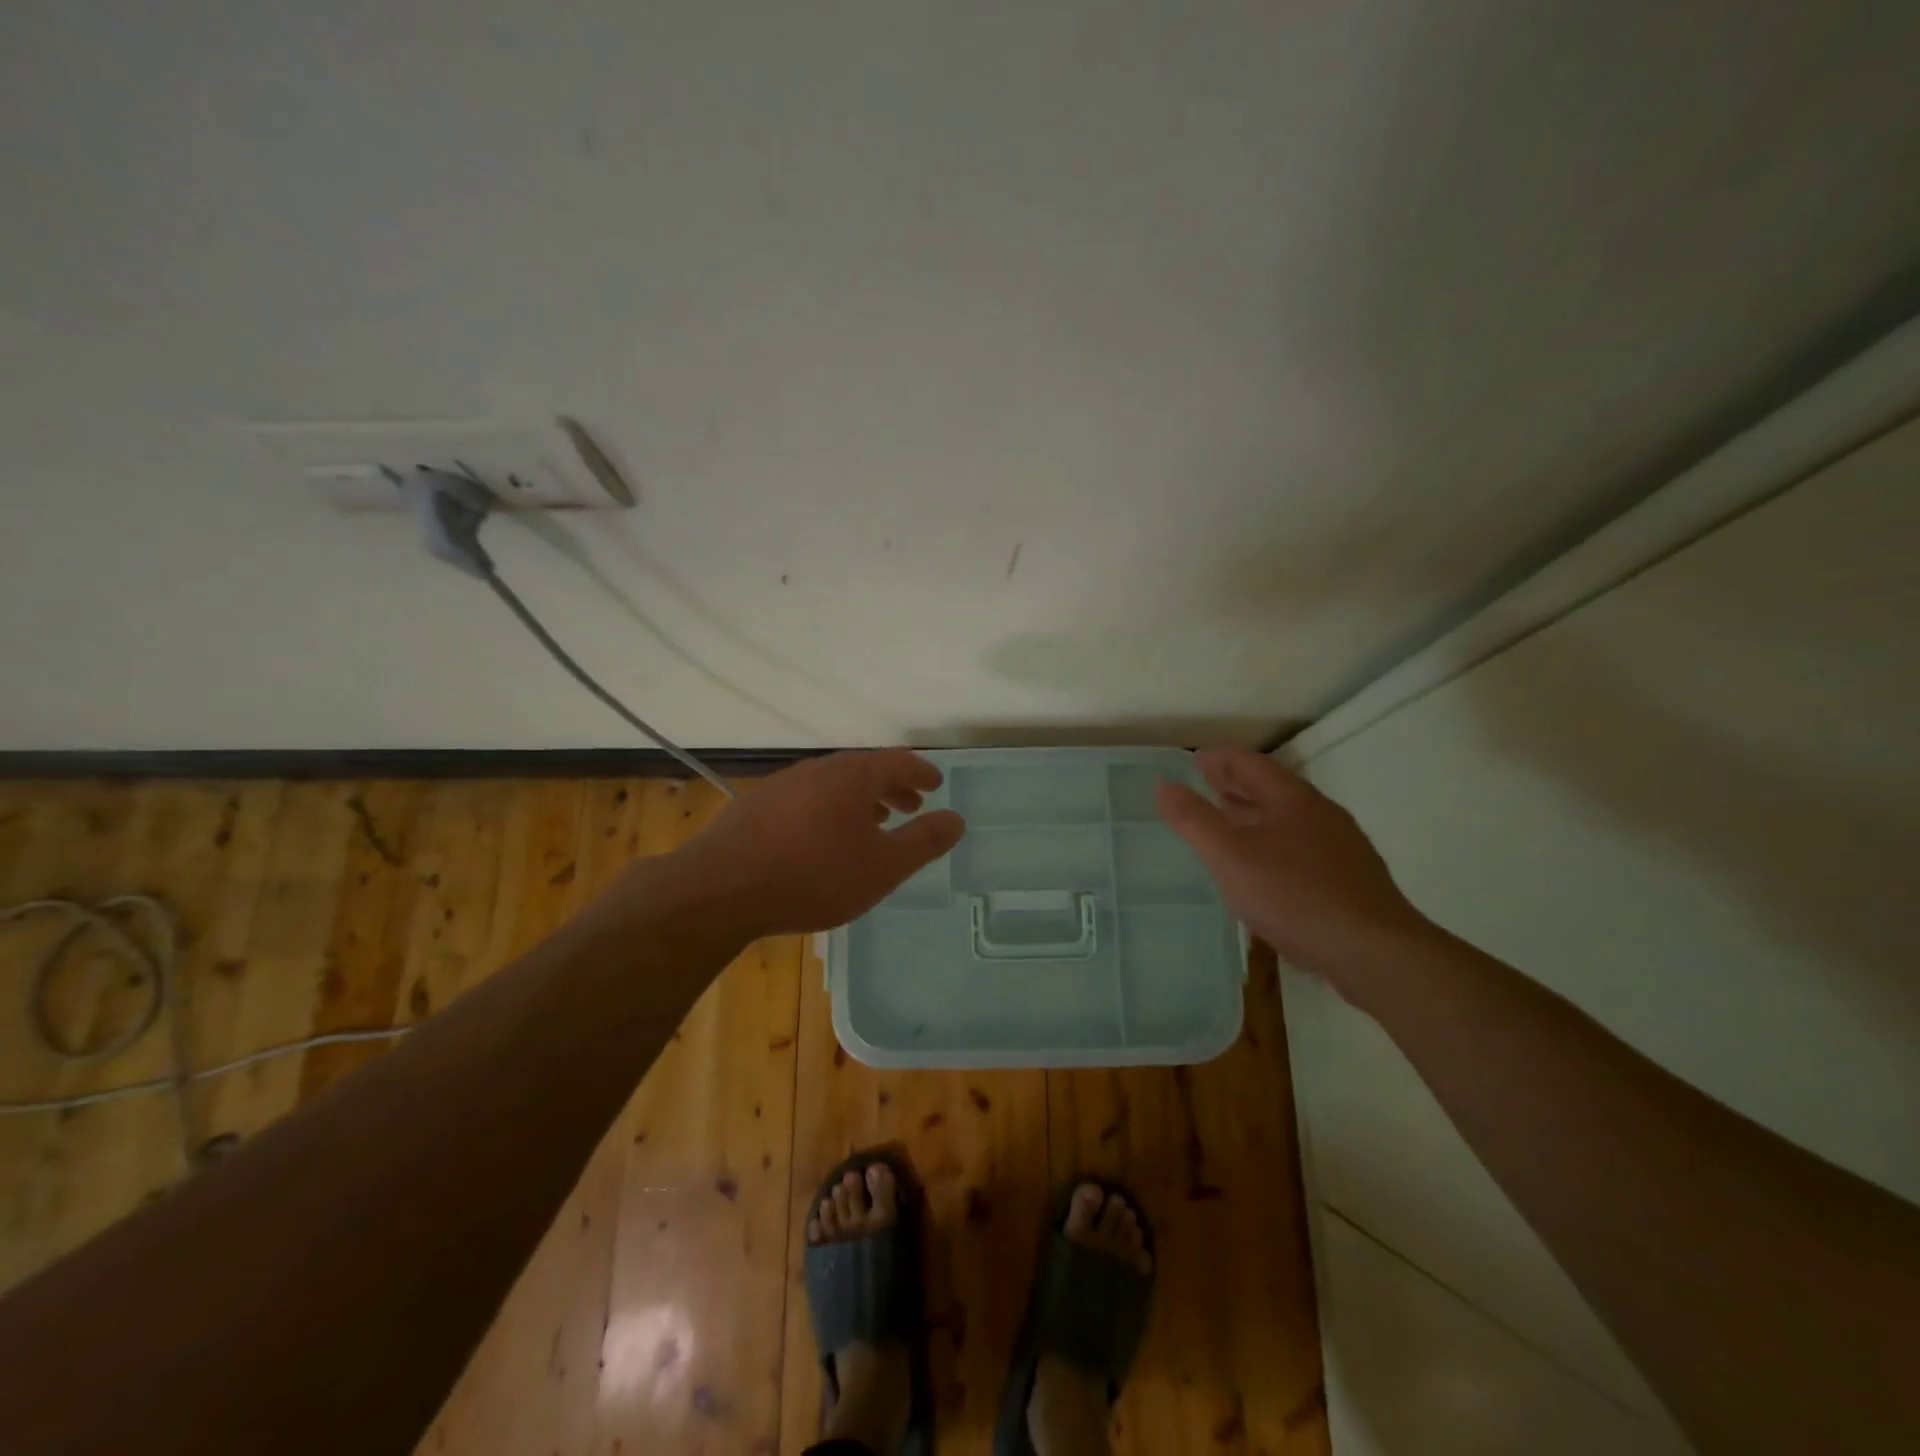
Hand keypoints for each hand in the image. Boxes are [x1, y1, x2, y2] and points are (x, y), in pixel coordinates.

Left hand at [672, 750, 966, 938]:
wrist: (721, 890)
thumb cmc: (815, 876)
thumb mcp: (883, 866)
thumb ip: (924, 842)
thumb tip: (956, 819)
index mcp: (853, 775)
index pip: (898, 761)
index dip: (921, 772)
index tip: (936, 784)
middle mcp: (818, 769)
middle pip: (864, 770)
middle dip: (892, 787)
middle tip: (911, 806)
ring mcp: (783, 785)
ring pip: (833, 785)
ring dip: (860, 799)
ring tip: (872, 822)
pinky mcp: (756, 807)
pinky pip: (807, 799)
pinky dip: (829, 810)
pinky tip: (823, 839)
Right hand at [1156, 751, 1429, 986]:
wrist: (1376, 953)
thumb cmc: (1295, 896)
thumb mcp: (1231, 857)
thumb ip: (1194, 820)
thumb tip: (1163, 785)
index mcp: (1294, 801)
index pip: (1252, 764)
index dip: (1221, 760)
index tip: (1195, 761)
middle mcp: (1322, 816)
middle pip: (1273, 790)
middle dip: (1237, 786)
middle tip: (1206, 787)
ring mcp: (1342, 850)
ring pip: (1289, 821)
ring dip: (1255, 817)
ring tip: (1228, 825)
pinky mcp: (1350, 882)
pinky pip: (1303, 849)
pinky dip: (1274, 845)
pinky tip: (1264, 871)